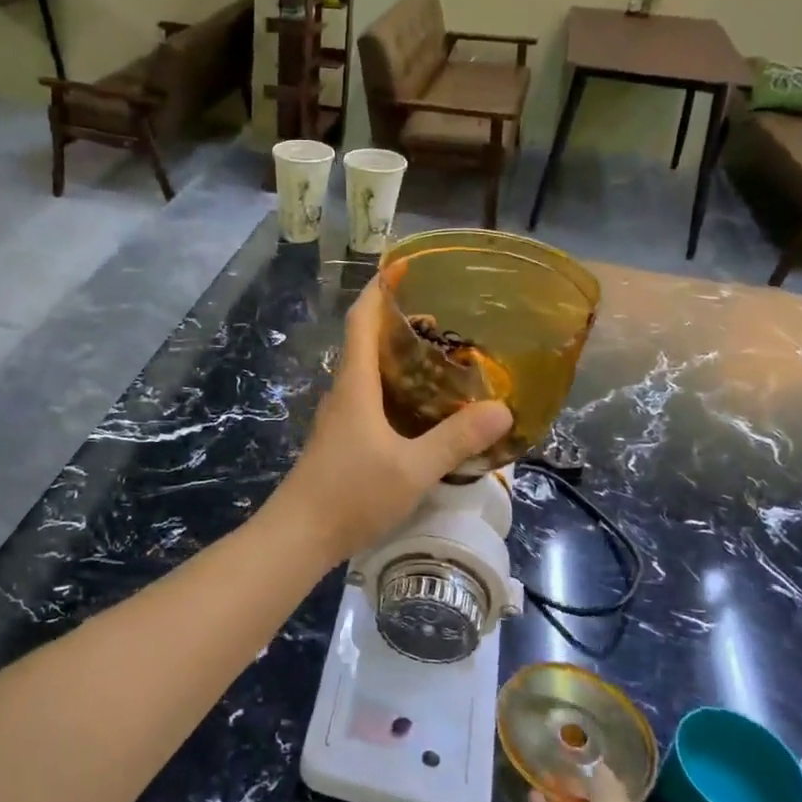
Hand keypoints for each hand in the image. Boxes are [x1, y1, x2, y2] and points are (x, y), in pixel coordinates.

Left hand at [263, 279, 511, 564]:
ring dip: (394, 357)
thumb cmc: (352, 493)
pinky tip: (417, 408)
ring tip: (438, 358)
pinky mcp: (340, 440)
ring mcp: (338, 418)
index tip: (402, 266)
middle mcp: (343, 392)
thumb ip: (456, 439)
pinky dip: (392, 389)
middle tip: (441, 318)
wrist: (299, 535)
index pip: (362, 320)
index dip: (379, 289)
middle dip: (396, 323)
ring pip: (366, 373)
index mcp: (355, 385)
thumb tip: (502, 409)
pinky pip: (367, 399)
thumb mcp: (413, 468)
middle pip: (364, 342)